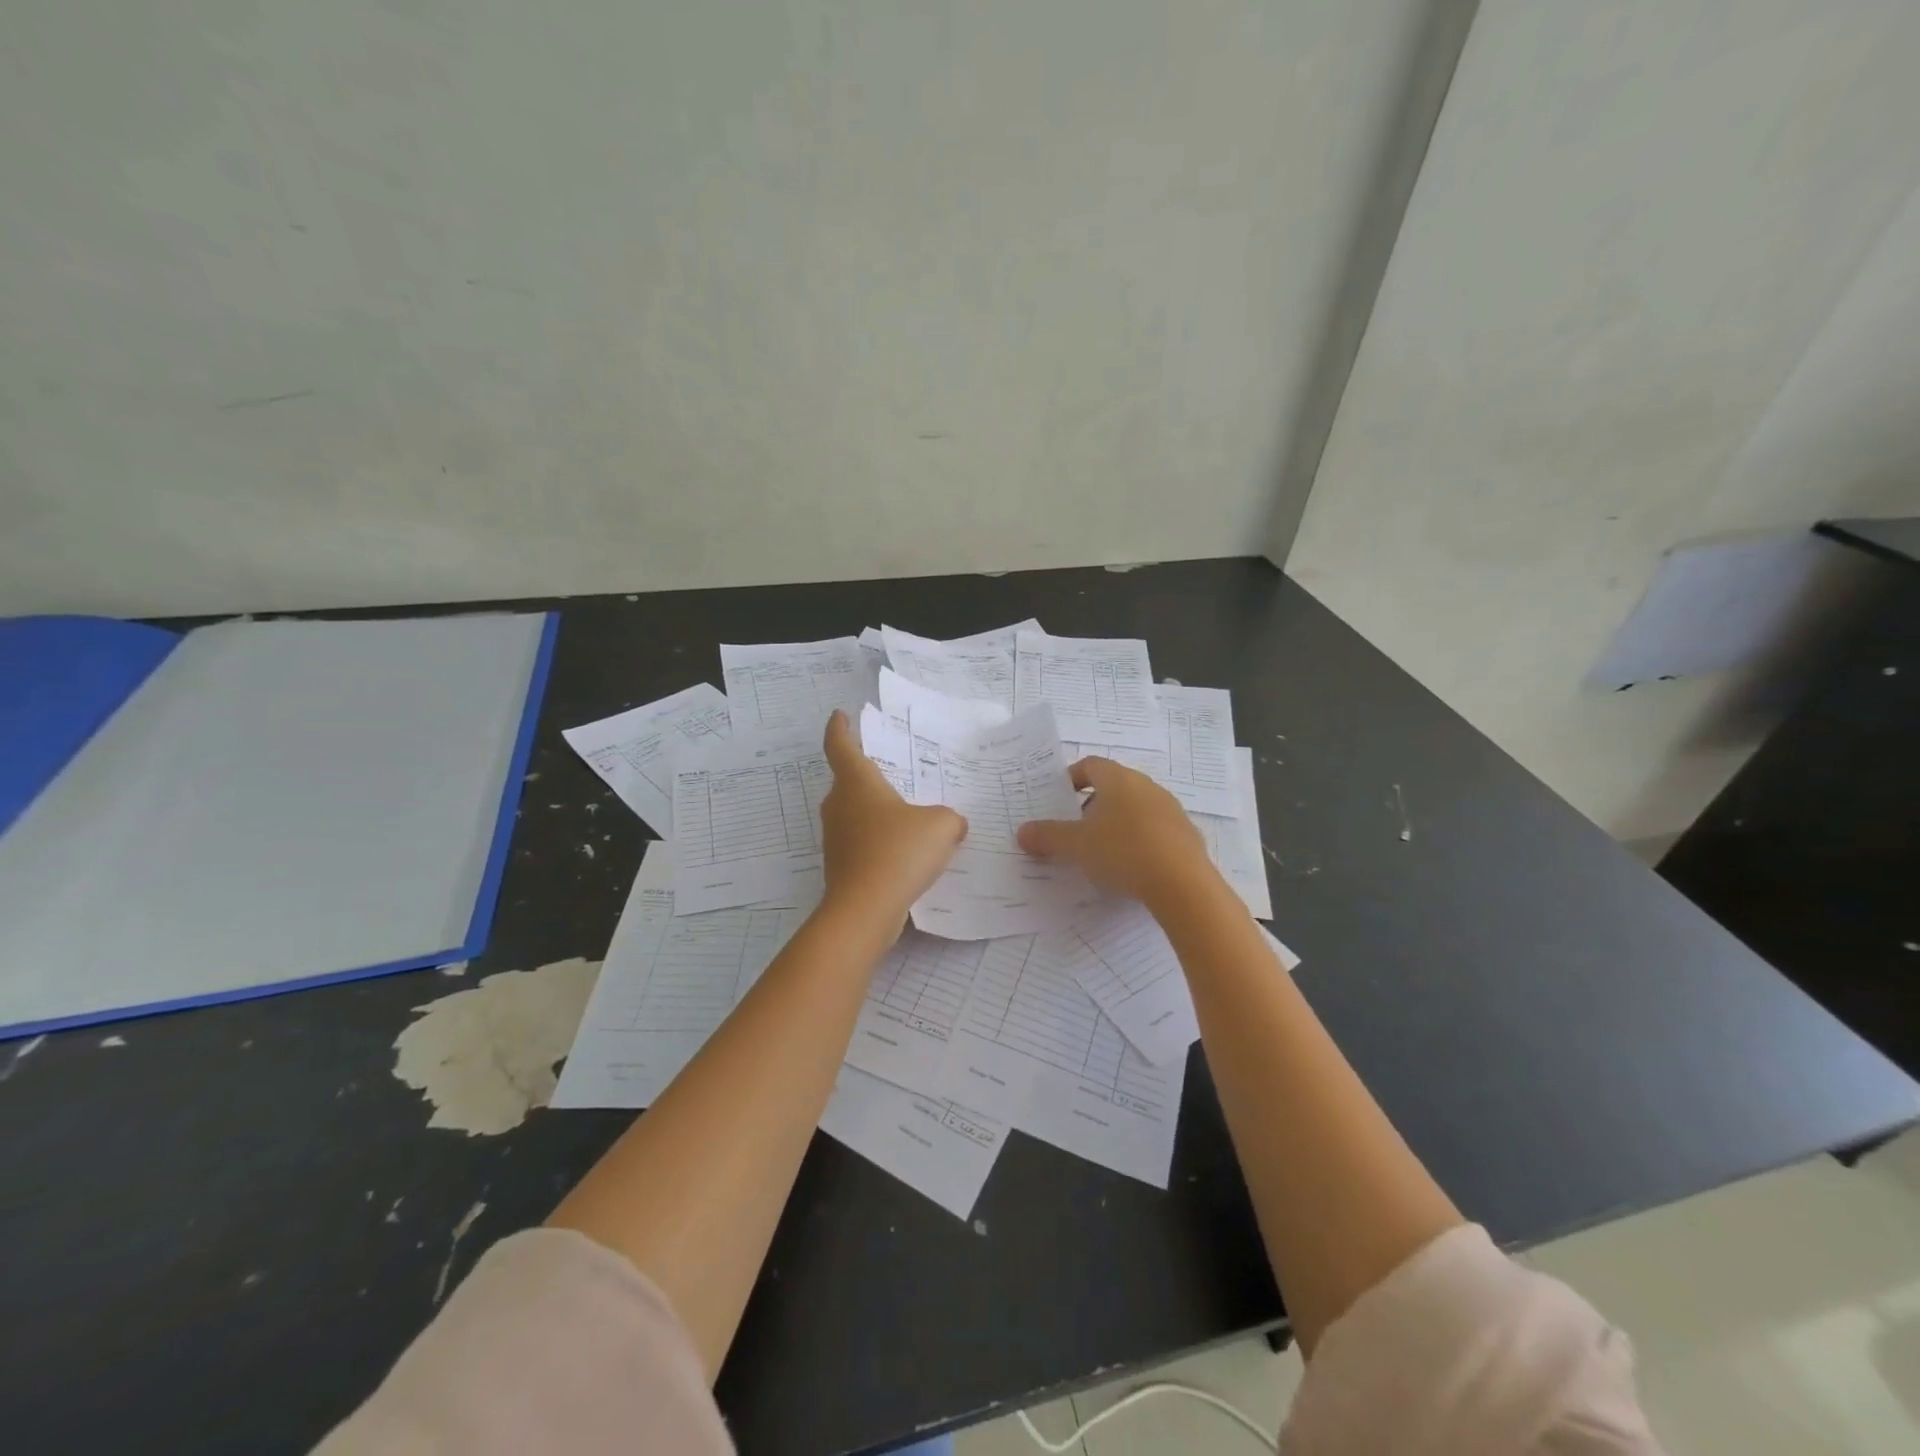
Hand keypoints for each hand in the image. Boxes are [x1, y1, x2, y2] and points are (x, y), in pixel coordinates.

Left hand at [819, 710, 966, 929]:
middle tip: (894, 771)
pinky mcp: (841, 866)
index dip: (840, 728)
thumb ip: (950, 818)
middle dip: (868, 775)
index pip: (840, 744)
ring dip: (877, 812)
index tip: (841, 716)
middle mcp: (839, 805)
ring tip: (909, 814)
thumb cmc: (899, 851)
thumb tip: (952, 824)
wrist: (865, 910)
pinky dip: (879, 841)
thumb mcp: (941, 825)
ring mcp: (836, 838)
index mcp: (856, 783)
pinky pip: (862, 843)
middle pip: (848, 781)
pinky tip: (907, 853)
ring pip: (855, 814)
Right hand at [1017, 757, 1214, 906]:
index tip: (1059, 798)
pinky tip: (1131, 867)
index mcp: (1118, 779)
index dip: (1071, 777)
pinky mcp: (1186, 835)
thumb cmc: (1122, 851)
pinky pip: (1155, 830)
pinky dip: (1139, 840)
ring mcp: (1170, 809)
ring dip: (1117, 823)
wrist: (1183, 884)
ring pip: (1136, 808)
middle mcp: (1147, 786)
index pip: (1090, 764)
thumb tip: (1022, 832)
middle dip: (1092, 805)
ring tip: (1102, 851)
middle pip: (1113, 786)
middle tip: (1075, 830)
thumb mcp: (1076, 846)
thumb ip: (1047, 836)